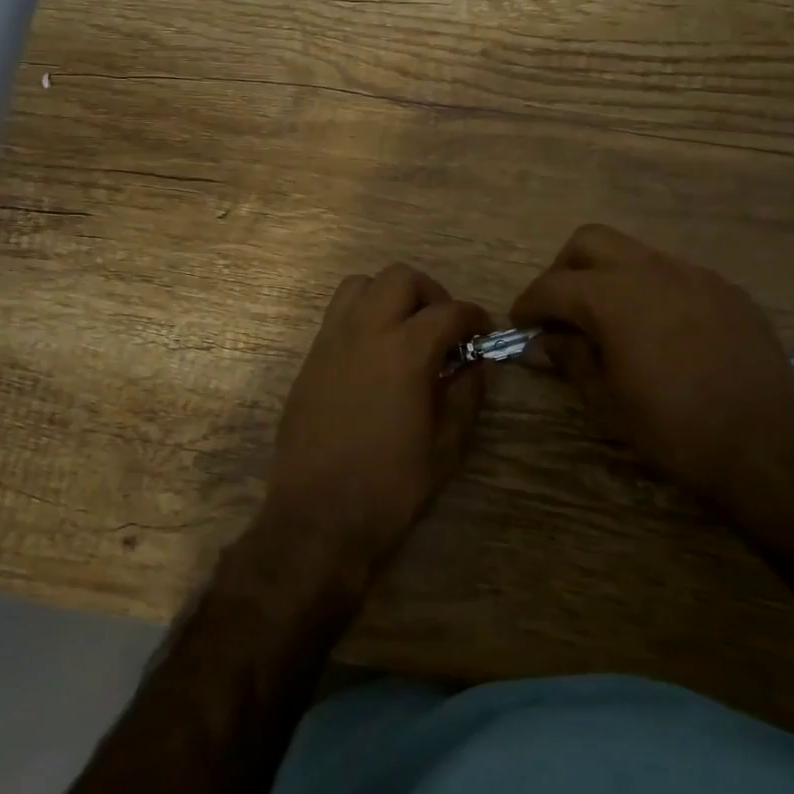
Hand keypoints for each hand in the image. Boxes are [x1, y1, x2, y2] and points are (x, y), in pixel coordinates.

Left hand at [261, 264, 490, 572]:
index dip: (473, 317)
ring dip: (389, 295)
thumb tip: (476, 364)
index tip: (483, 331)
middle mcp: (366, 331)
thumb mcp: (446, 446)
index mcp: (405, 351)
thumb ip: (466, 395)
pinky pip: (337, 312)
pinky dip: (361, 314)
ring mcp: (332, 341)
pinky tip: (373, 352)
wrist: (318, 514)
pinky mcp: (311, 357)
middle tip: (442, 327)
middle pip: (401, 278)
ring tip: (403, 329)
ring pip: (361, 284)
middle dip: (430, 293)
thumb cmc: (390, 484)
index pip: (448, 312)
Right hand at [510, 224, 793, 499]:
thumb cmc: (675, 430)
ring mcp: (695, 276)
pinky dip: (650, 289)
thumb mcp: (608, 401)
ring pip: (635, 253)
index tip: (519, 324)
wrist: (768, 448)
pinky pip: (674, 274)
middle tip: (561, 311)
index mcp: (616, 298)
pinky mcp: (726, 291)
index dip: (529, 303)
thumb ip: (570, 358)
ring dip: (608, 276)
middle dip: (565, 270)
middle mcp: (653, 271)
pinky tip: (657, 330)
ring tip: (608, 321)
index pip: (554, 285)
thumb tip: (542, 342)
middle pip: (590, 242)